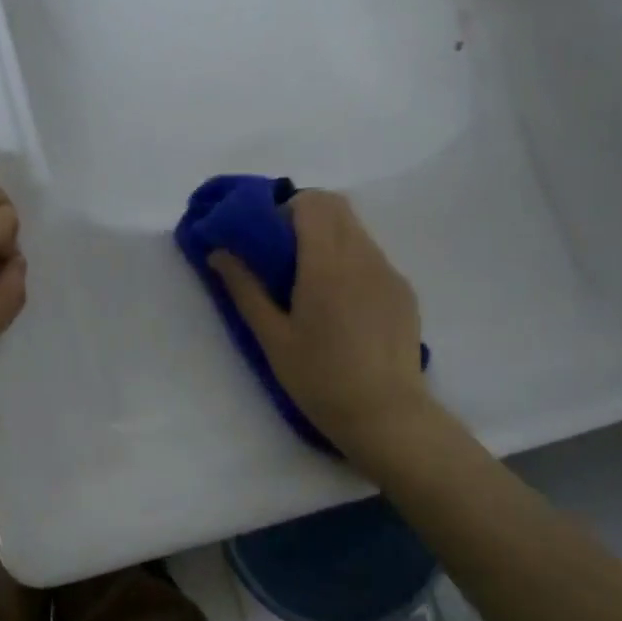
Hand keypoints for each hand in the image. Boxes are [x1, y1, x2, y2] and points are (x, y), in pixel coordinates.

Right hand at [208, 190, 429, 463]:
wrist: (387, 417)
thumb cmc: (320, 379)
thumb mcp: (272, 337)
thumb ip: (244, 287)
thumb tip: (218, 252)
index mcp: (327, 265)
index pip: (311, 203)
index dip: (285, 207)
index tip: (268, 236)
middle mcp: (362, 257)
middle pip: (336, 205)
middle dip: (306, 213)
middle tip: (284, 250)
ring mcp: (388, 272)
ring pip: (356, 228)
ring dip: (329, 234)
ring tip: (310, 277)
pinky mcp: (403, 290)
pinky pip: (372, 255)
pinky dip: (350, 258)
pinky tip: (341, 302)